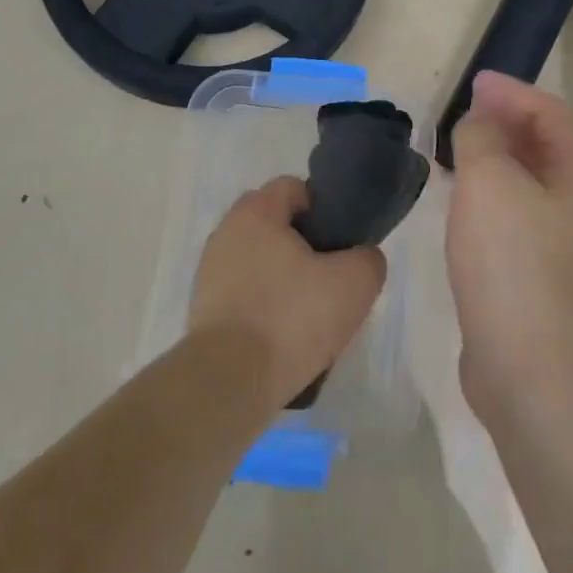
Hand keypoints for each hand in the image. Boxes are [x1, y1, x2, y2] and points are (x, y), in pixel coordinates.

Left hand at [189, 176, 387, 410]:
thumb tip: (362, 258)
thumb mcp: (354, 284)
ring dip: (286, 280)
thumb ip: (368, 259)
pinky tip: (284, 339)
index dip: (325, 210)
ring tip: (310, 317)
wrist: (229, 383)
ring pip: (262, 262)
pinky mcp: (204, 309)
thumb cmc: (291, 318)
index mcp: (255, 211)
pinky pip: (246, 295)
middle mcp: (226, 232)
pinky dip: (265, 308)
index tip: (342, 244)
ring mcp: (210, 271)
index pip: (295, 188)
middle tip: (331, 281)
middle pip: (277, 226)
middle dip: (306, 248)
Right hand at [448, 72, 572, 426]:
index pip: (551, 113)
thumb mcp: (489, 181)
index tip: (474, 82)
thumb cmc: (512, 262)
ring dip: (496, 158)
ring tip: (456, 149)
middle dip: (505, 121)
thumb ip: (480, 137)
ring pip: (528, 182)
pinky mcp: (539, 275)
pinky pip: (515, 215)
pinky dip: (490, 195)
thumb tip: (480, 122)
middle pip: (545, 145)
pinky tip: (461, 203)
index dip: (513, 91)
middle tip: (463, 111)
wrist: (531, 368)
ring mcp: (562, 244)